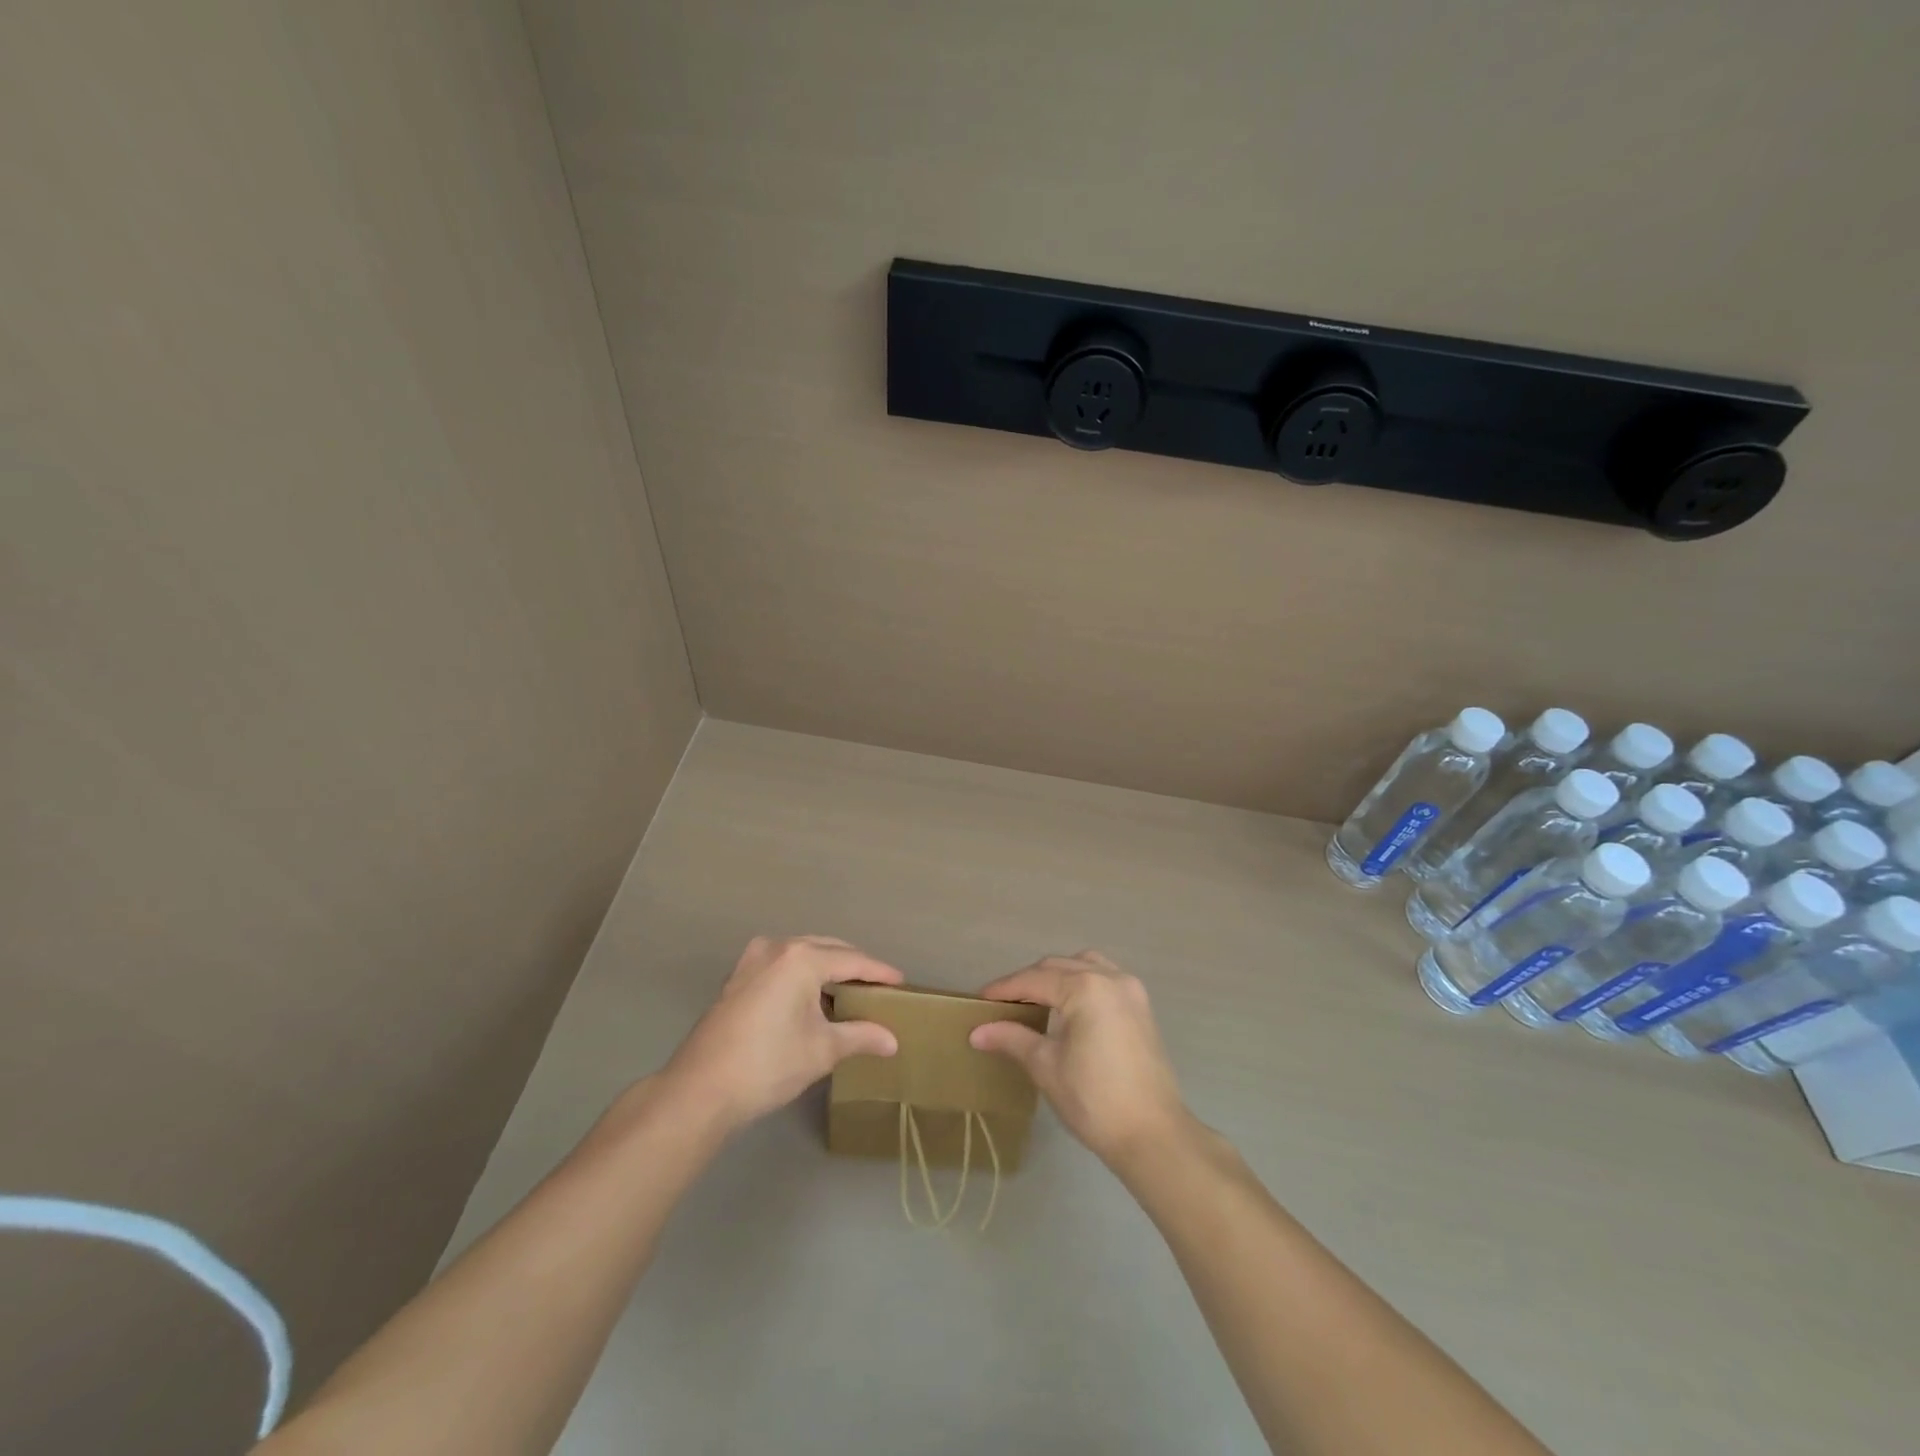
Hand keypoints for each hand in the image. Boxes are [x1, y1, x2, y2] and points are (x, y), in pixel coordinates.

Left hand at [662, 935, 903, 1131]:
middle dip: (854, 966)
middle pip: (827, 949)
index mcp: (802, 958)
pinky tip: (811, 997)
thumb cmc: (769, 1065)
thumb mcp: (822, 1050)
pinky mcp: (737, 978)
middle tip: (877, 987)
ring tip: (848, 991)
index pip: (853, 960)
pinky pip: (781, 965)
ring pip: (802, 954)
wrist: (700, 1090)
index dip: (879, 972)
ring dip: (826, 968)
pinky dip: (801, 974)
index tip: (901, 982)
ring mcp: (752, 960)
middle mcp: (777, 947)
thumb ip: (860, 1036)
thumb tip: (891, 1040)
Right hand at [969, 951, 1189, 1167]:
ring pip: (1084, 966)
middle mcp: (1110, 978)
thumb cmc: (1094, 1100)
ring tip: (1035, 1000)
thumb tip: (977, 1032)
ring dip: (1057, 976)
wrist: (1153, 1135)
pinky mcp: (1141, 1007)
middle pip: (1058, 967)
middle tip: (1002, 1003)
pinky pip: (1104, 978)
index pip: (1034, 979)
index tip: (979, 999)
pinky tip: (1069, 1006)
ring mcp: (1130, 990)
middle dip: (1028, 981)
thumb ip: (1012, 1039)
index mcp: (1085, 988)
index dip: (1004, 988)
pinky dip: (1082, 983)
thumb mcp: (1046, 1067)